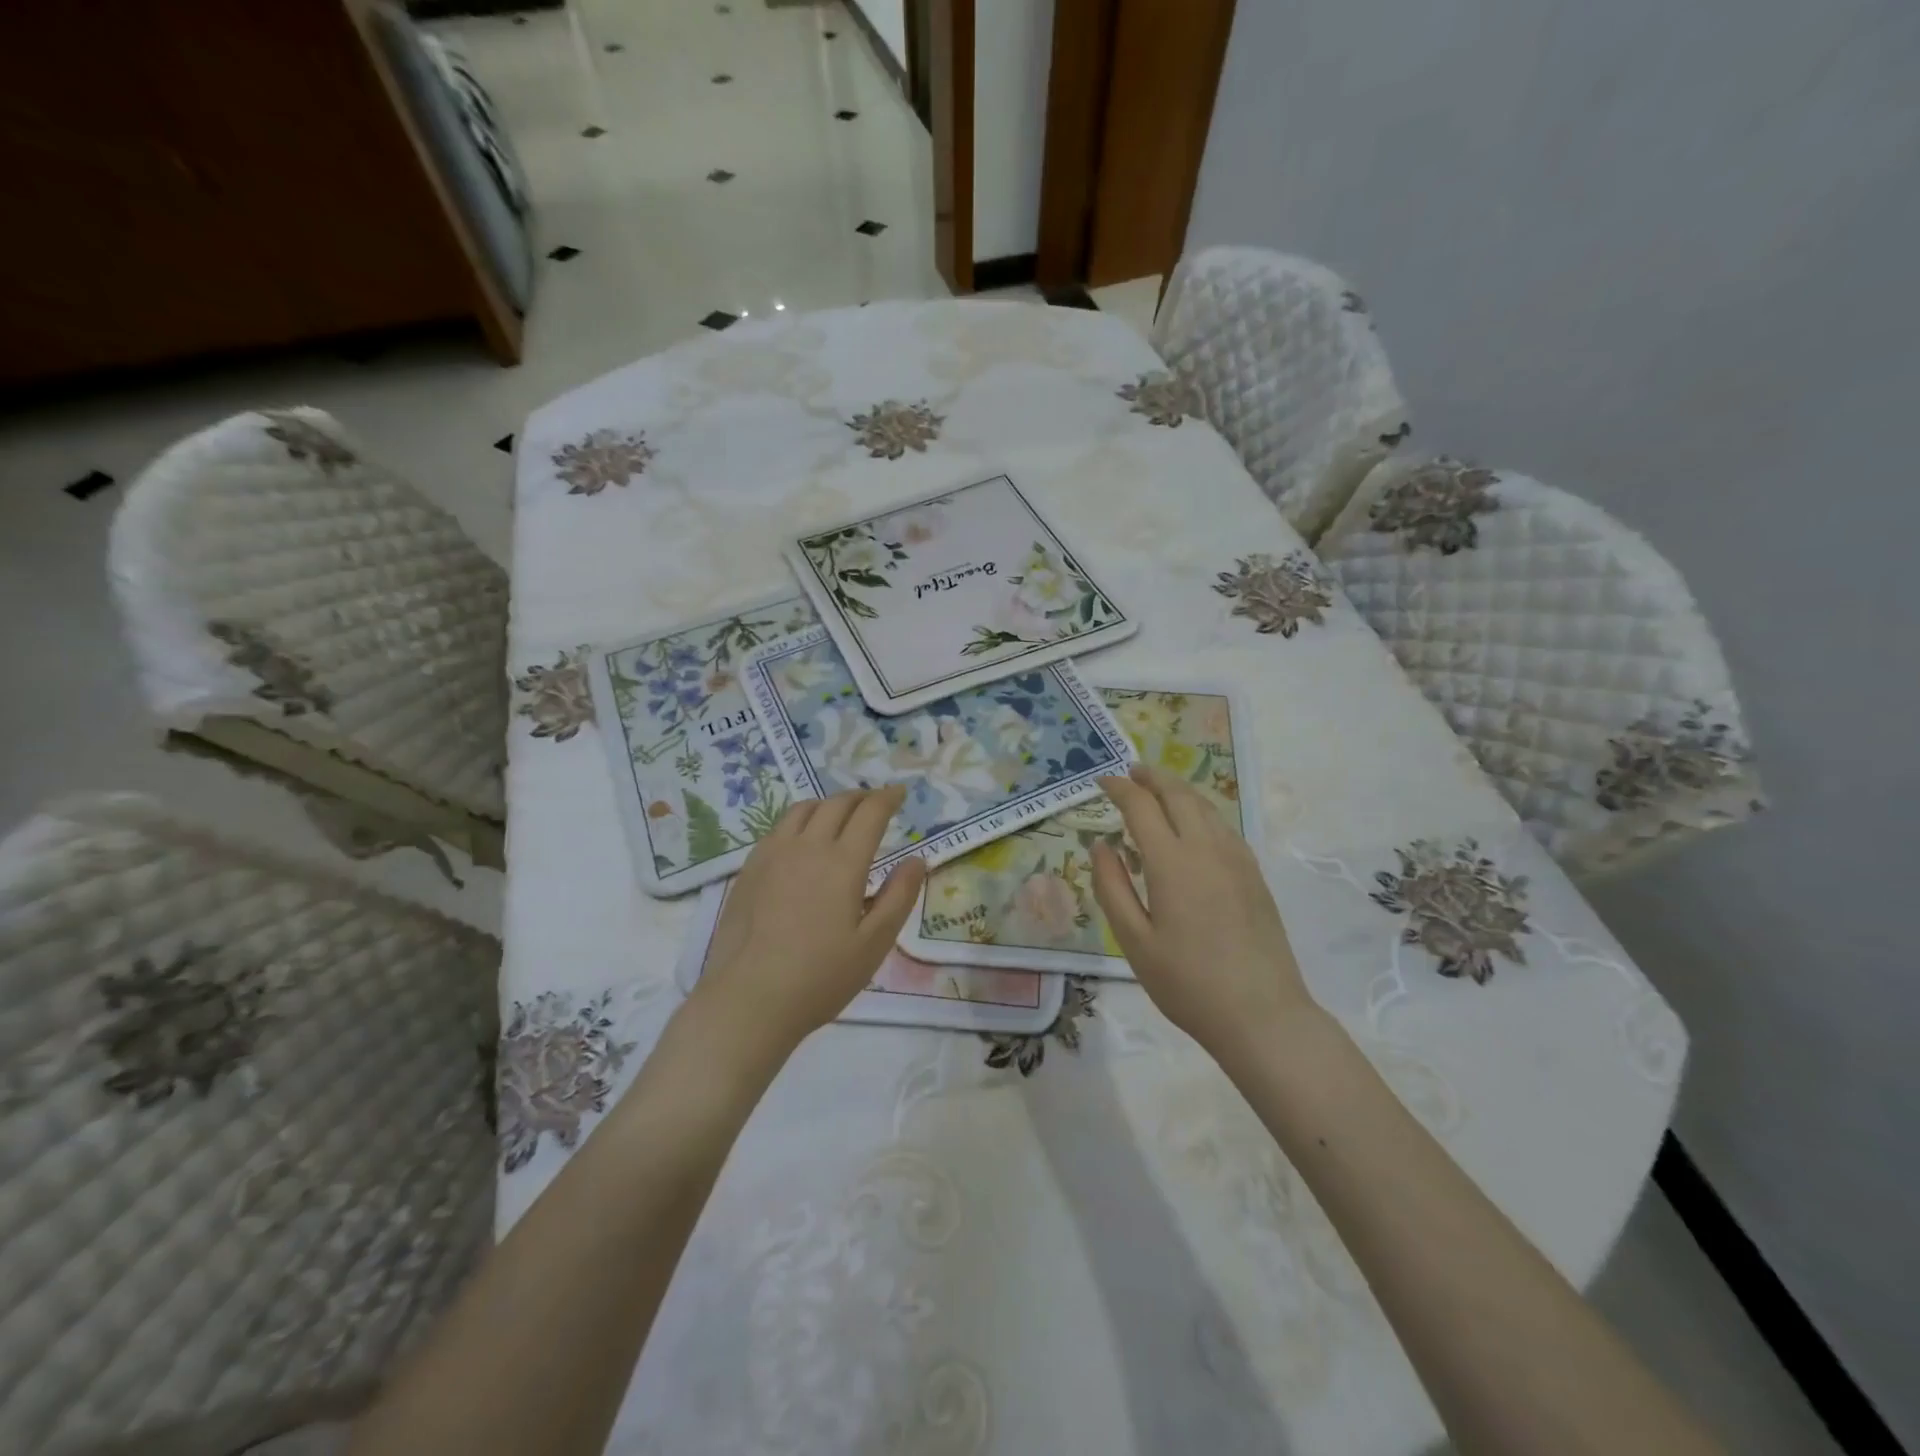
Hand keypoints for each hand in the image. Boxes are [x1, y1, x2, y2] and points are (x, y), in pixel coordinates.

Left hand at [692, 786, 925, 1058]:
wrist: (748, 999)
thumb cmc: (820, 977)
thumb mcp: (874, 943)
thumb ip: (899, 896)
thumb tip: (917, 859)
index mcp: (843, 862)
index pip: (870, 813)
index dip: (887, 798)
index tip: (899, 793)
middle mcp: (807, 846)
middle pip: (836, 803)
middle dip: (860, 797)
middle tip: (875, 803)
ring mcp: (772, 855)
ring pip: (803, 809)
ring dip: (828, 804)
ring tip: (840, 815)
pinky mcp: (749, 869)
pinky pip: (778, 828)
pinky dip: (799, 821)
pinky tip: (801, 841)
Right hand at [1091, 763, 1315, 1057]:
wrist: (1262, 1015)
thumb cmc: (1188, 983)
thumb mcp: (1134, 942)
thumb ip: (1112, 888)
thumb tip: (1100, 846)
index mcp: (1172, 862)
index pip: (1141, 807)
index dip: (1119, 789)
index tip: (1102, 781)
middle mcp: (1206, 849)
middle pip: (1178, 795)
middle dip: (1152, 777)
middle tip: (1131, 773)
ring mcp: (1236, 860)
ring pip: (1205, 807)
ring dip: (1178, 791)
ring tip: (1158, 790)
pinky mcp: (1254, 875)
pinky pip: (1224, 827)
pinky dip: (1201, 812)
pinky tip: (1193, 826)